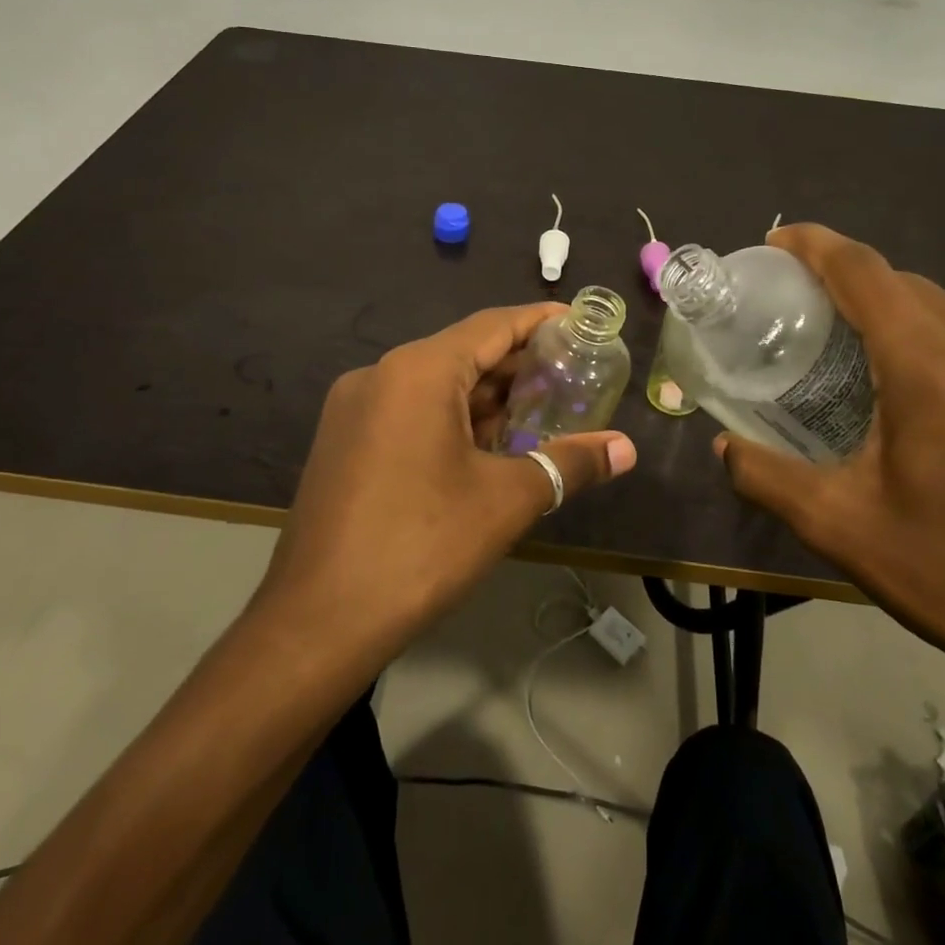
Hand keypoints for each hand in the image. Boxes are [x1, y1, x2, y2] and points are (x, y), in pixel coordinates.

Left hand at [253, 303, 636, 670]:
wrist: (317, 622)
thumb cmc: (420, 546)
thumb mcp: (506, 501)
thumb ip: (570, 464)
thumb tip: (626, 448)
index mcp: (418, 371)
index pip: (492, 326)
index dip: (539, 322)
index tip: (579, 324)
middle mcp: (380, 375)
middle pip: (462, 353)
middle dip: (517, 365)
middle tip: (571, 376)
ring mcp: (354, 409)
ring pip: (434, 386)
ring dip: (485, 397)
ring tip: (539, 411)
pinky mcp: (344, 442)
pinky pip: (409, 412)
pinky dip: (451, 420)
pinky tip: (487, 446)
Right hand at [716, 225, 944, 709]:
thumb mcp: (840, 526)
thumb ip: (766, 476)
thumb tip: (723, 448)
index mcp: (931, 363)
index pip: (863, 270)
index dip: (814, 245)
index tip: (774, 241)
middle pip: (904, 283)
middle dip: (846, 279)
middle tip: (796, 306)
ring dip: (891, 311)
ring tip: (847, 346)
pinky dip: (932, 340)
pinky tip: (915, 391)